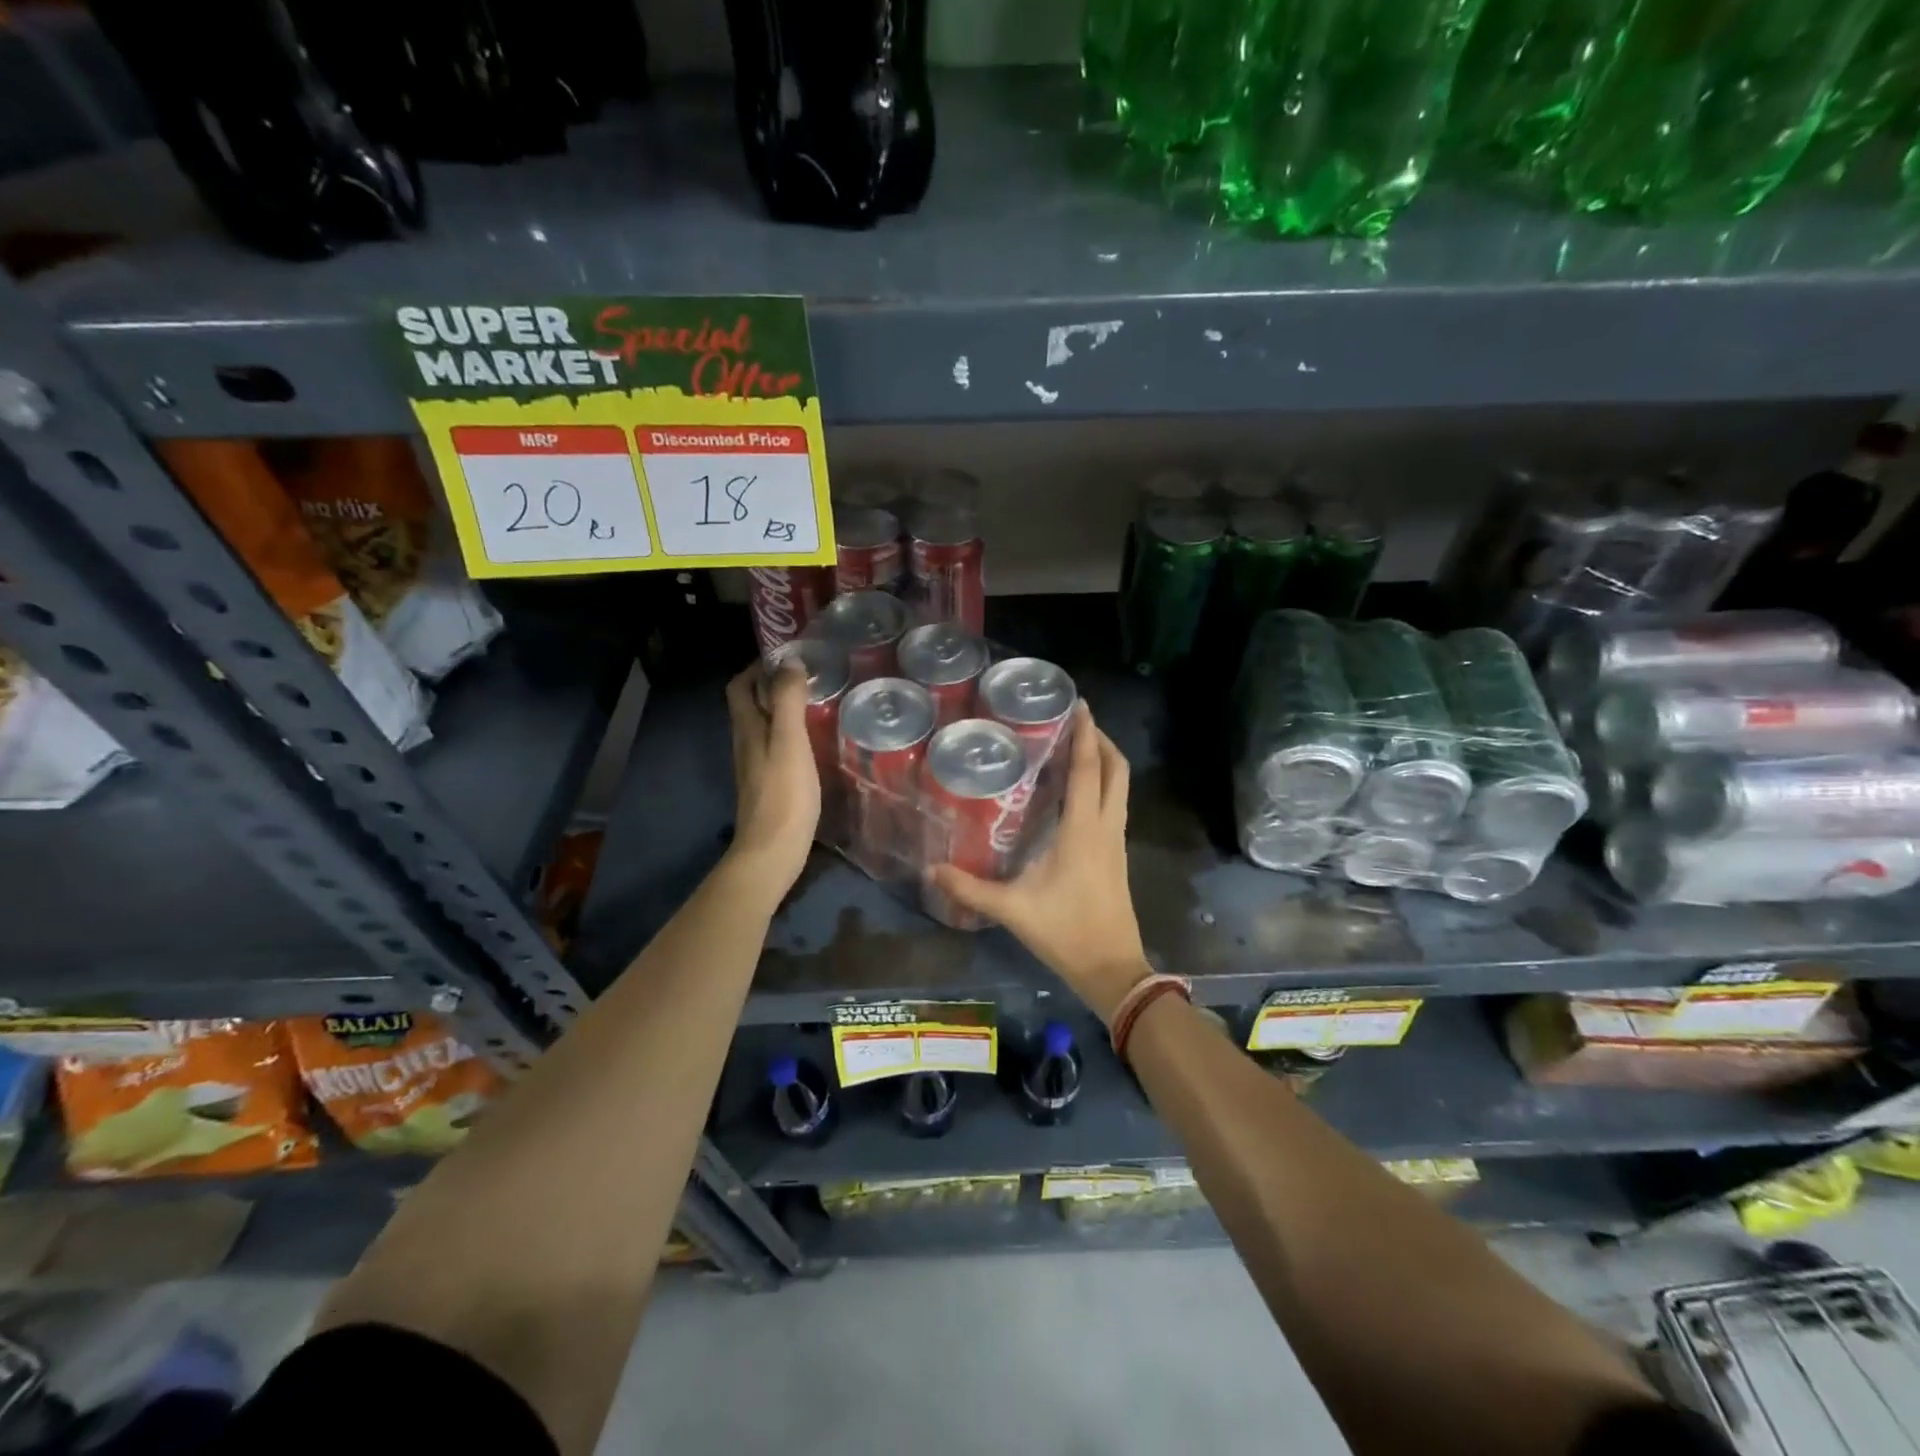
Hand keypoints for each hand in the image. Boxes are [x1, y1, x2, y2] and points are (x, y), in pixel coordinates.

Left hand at [724, 661, 820, 899]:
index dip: (756, 667)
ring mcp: (755, 767)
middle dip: (771, 685)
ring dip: (781, 709)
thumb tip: (790, 662)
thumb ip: (788, 701)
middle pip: (749, 705)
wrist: (772, 851)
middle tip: (806, 677)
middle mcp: (745, 744)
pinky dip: (789, 734)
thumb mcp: (790, 742)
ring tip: (814, 703)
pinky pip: (775, 747)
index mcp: (747, 729)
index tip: (786, 657)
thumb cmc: (784, 794)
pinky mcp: (768, 785)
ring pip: (762, 726)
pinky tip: (812, 741)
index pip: (739, 686)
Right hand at [928, 702, 1149, 1022]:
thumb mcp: (1012, 909)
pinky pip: (1115, 805)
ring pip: (1121, 787)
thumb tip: (931, 870)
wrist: (1111, 967)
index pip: (1088, 769)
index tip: (1080, 705)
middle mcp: (1106, 826)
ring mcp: (1117, 841)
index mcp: (1083, 830)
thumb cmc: (1065, 931)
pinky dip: (1103, 786)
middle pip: (1117, 770)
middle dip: (1101, 740)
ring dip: (1105, 762)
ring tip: (1075, 749)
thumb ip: (970, 888)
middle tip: (1075, 722)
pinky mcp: (1117, 855)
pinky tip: (1077, 793)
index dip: (1085, 734)